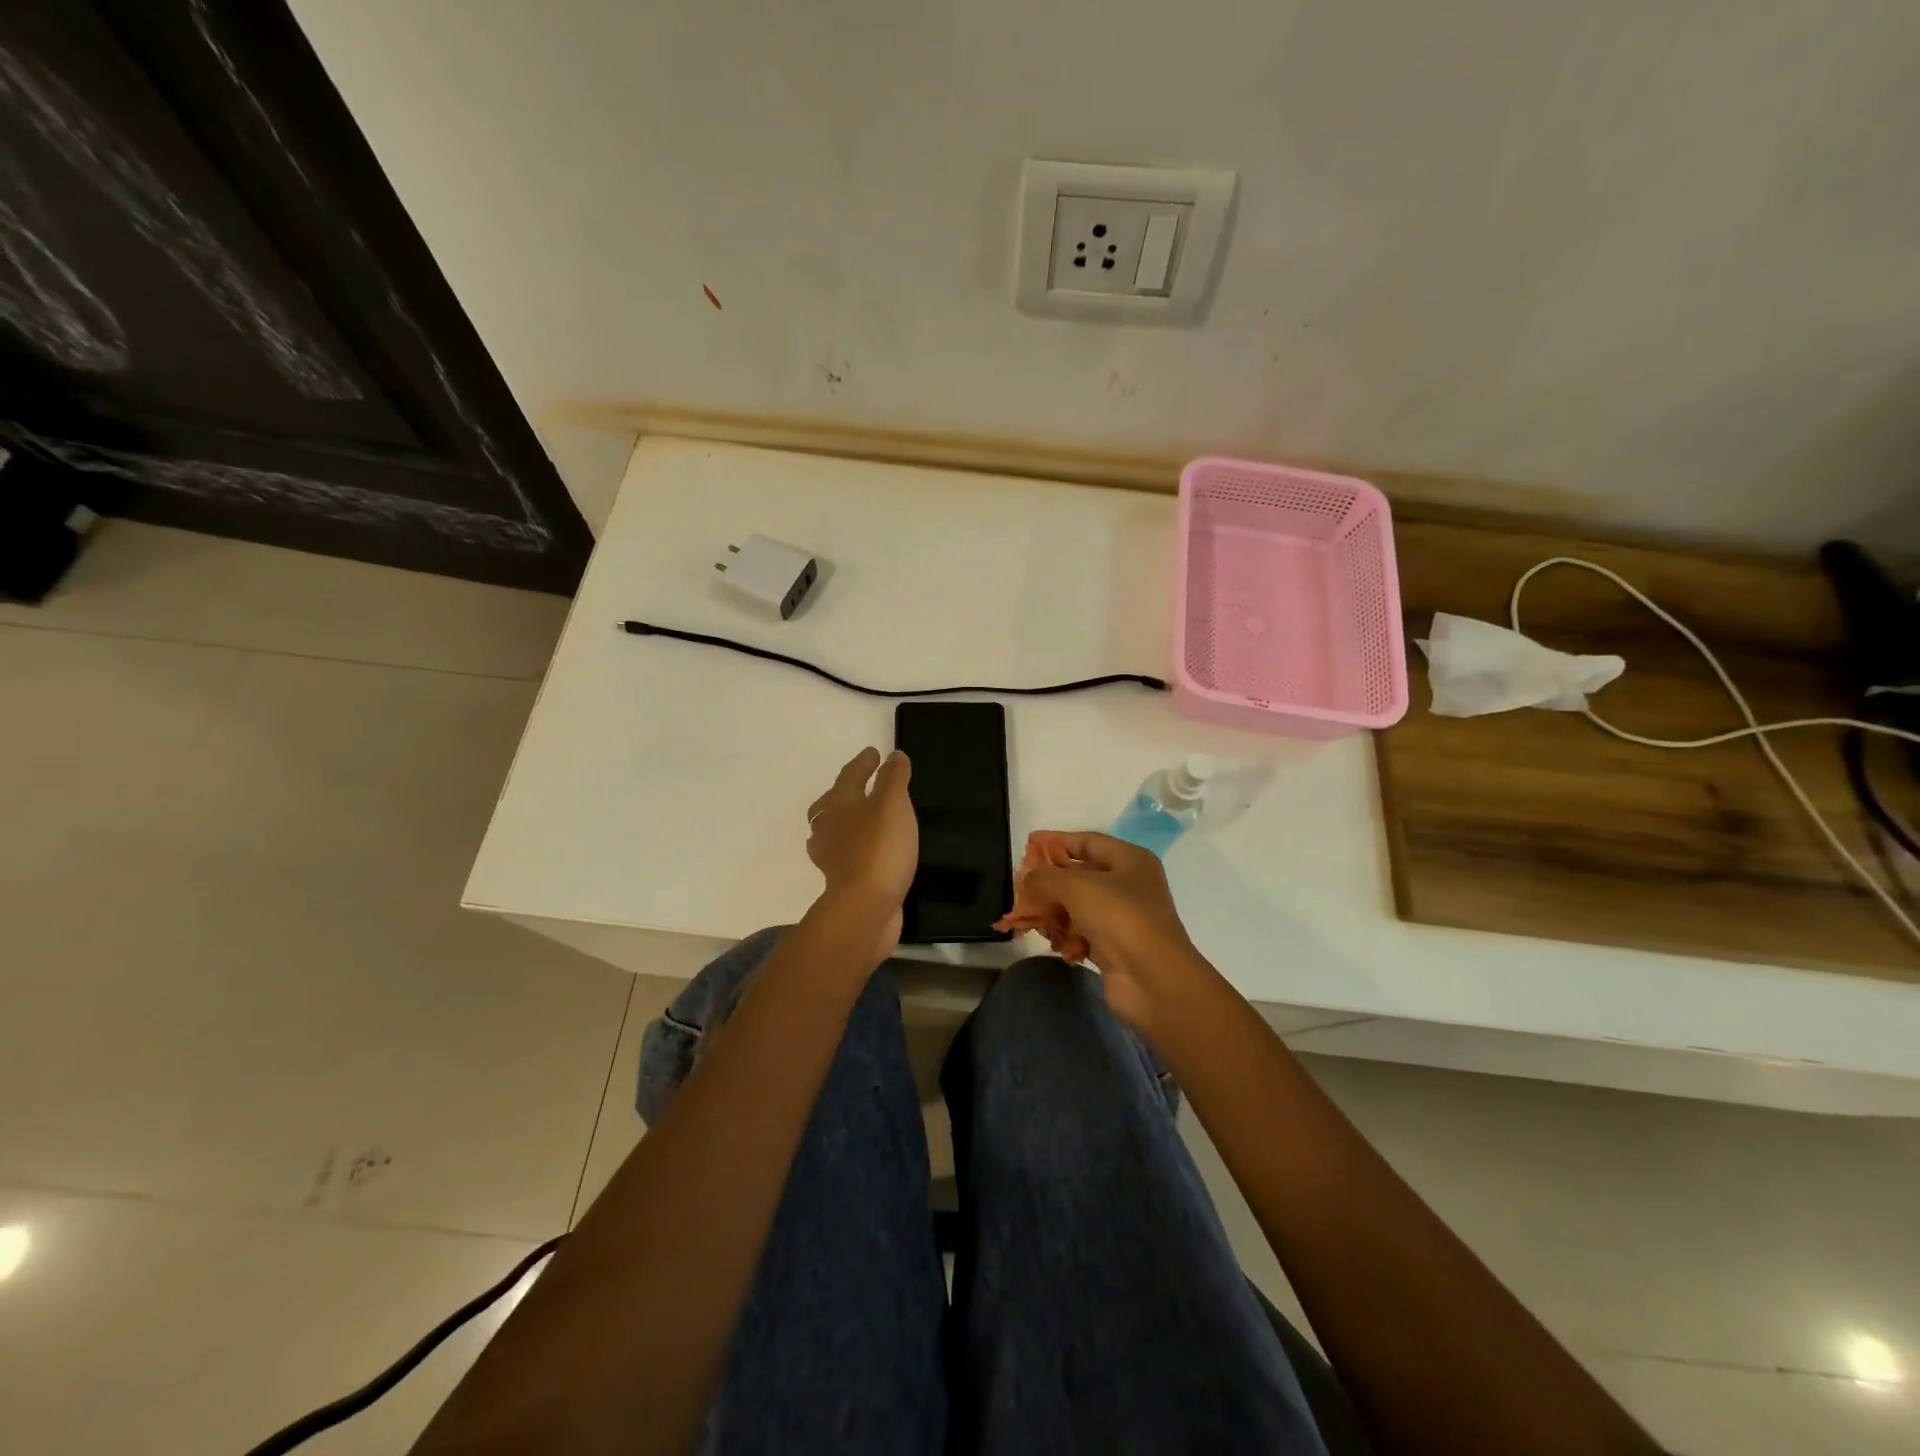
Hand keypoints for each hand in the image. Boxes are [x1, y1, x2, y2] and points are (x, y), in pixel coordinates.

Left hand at [805, 747, 915, 960]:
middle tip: (860, 785)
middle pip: (831, 804)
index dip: (863, 763)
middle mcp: (829, 828)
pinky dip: (855, 849)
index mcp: (839, 804)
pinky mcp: (843, 882)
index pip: (850, 775)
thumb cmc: (879, 847)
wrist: (866, 907)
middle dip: (844, 792)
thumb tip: (893, 756)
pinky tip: (870, 853)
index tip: (873, 753)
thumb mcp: (892, 803)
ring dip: (846, 822)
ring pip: (835, 831)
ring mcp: (832, 857)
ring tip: (864, 819)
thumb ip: (894, 777)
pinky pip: (847, 856)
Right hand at [1021, 832, 1210, 1031]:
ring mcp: (1123, 918)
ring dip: (1053, 912)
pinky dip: (1066, 936)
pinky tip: (1053, 943)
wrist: (1153, 979)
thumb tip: (1028, 881)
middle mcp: (1129, 885)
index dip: (1056, 840)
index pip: (1087, 841)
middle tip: (1021, 886)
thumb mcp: (1075, 886)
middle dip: (1049, 881)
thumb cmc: (1119, 917)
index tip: (1028, 844)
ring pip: (1078, 907)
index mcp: (1130, 860)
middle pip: (1080, 874)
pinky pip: (1082, 933)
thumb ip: (1044, 877)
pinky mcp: (1115, 947)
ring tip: (1029, 918)